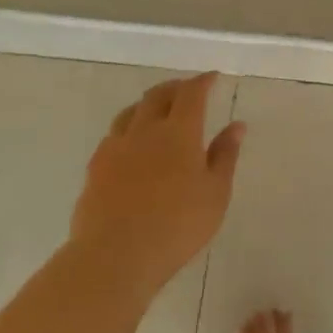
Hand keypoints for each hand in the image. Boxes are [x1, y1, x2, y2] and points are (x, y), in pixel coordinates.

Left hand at [69, 73, 245, 299]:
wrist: (115, 255)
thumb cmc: (178, 225)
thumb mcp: (215, 193)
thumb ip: (225, 156)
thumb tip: (237, 125)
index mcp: (179, 132)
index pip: (191, 94)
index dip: (202, 82)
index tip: (212, 77)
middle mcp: (145, 130)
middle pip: (157, 95)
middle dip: (175, 87)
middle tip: (187, 90)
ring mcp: (115, 147)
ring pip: (131, 112)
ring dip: (148, 104)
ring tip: (157, 111)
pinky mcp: (95, 167)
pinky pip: (113, 136)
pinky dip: (128, 129)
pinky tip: (131, 144)